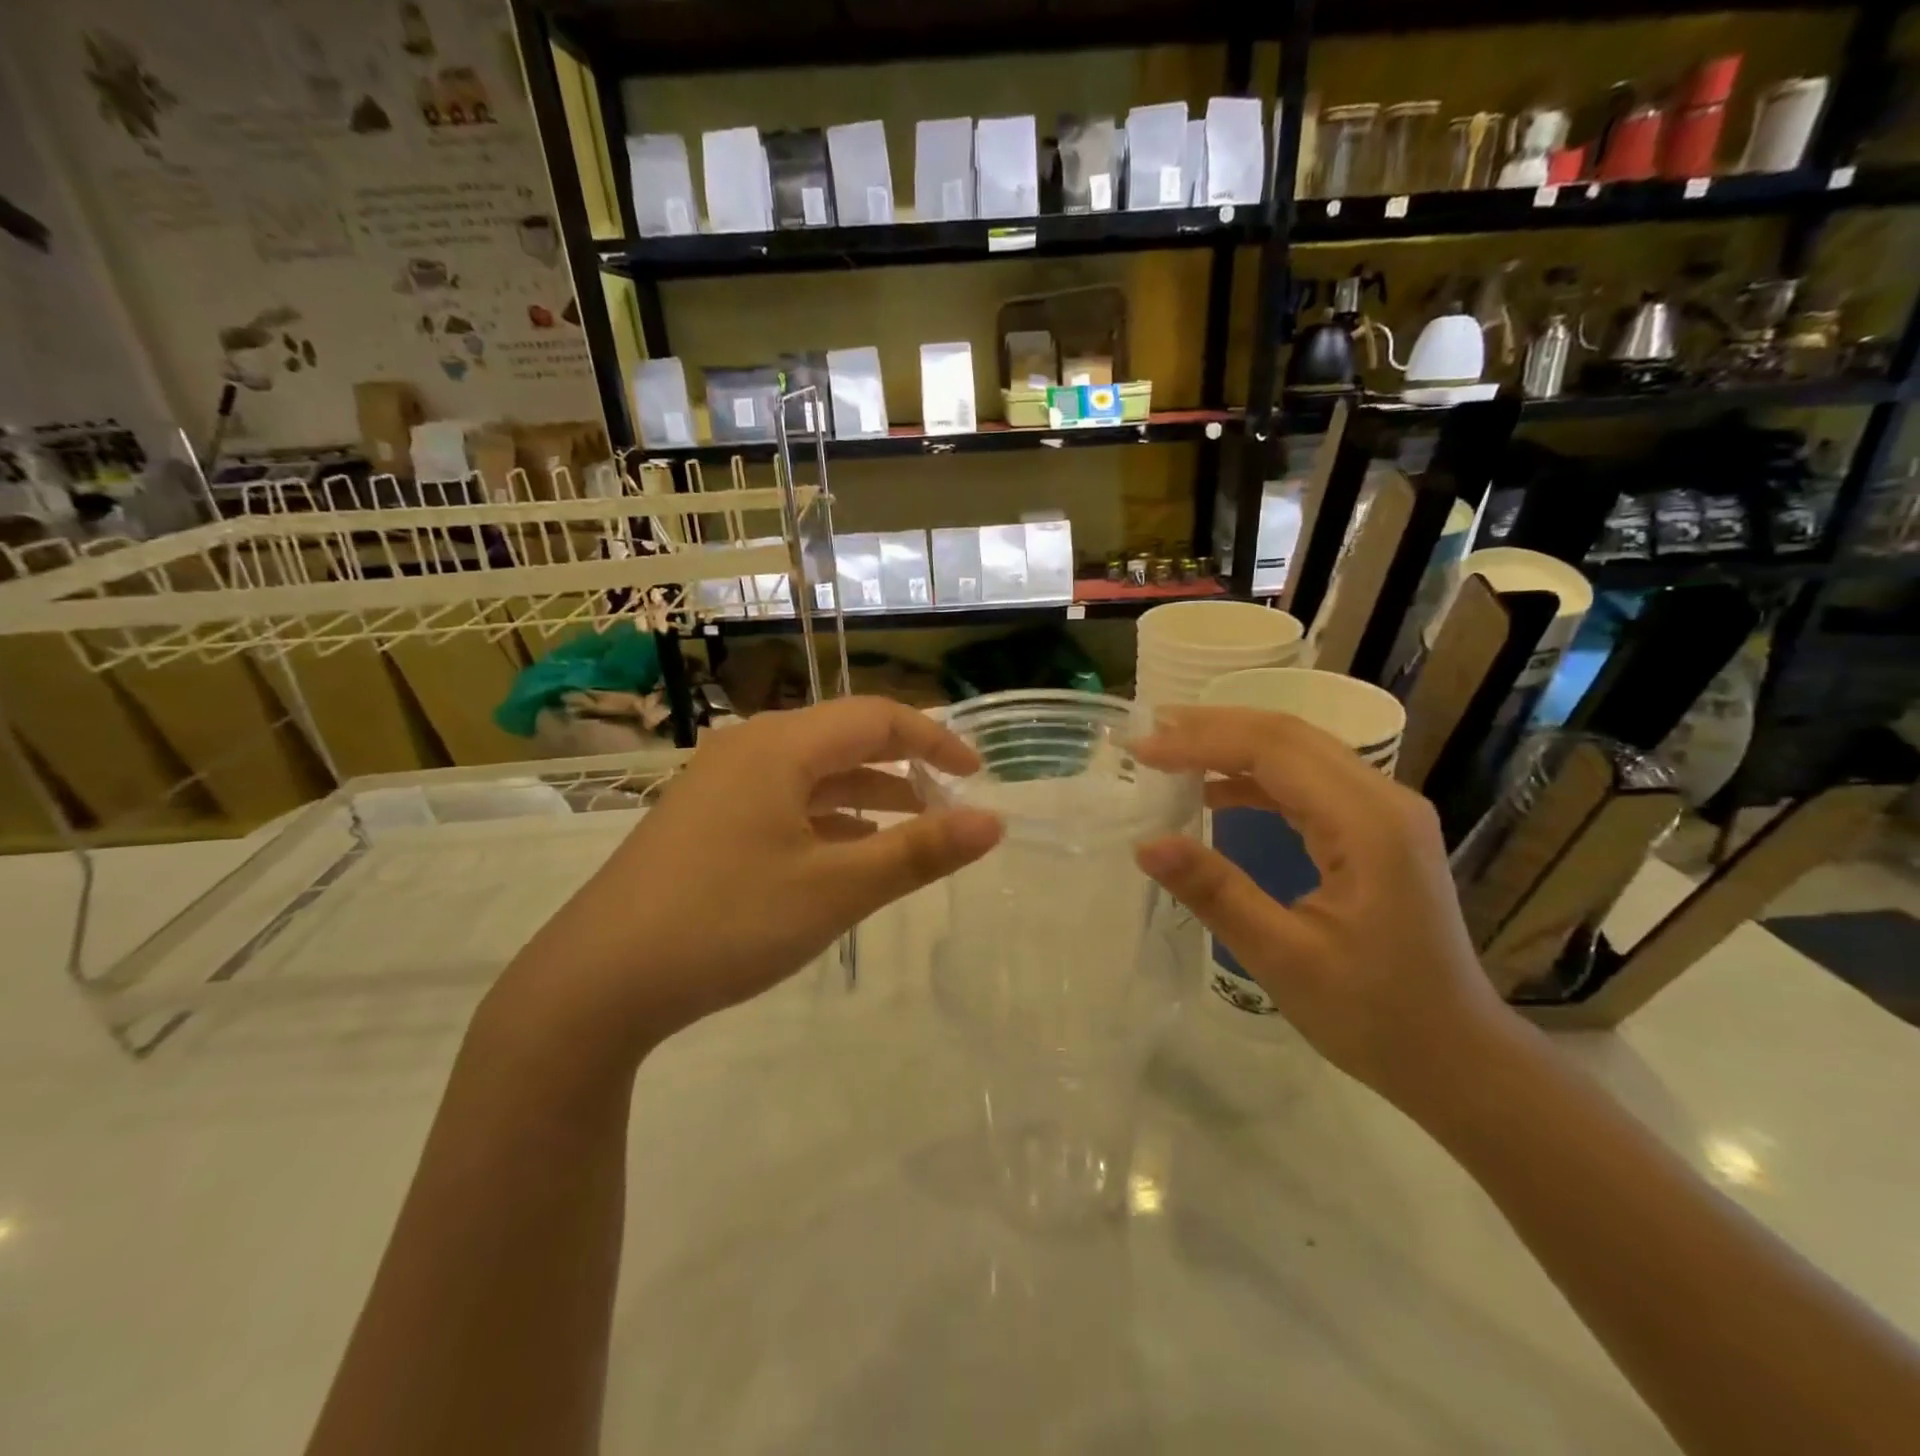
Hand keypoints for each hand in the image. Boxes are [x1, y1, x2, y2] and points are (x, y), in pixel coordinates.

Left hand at [499, 697, 1002, 1052]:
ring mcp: (719, 784)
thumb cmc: (727, 921)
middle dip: (903, 766)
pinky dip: (826, 818)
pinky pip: (783, 801)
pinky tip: (845, 854)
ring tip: (911, 830)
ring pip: (812, 774)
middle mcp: (749, 748)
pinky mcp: (703, 820)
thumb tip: (993, 822)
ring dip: (866, 795)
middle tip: (949, 804)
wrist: (597, 981)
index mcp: (781, 746)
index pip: (876, 718)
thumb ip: (919, 851)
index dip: (934, 740)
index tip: (977, 776)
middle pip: (844, 739)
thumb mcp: (836, 889)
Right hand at [1132, 706, 1509, 1106]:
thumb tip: (1147, 844)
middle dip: (1213, 727)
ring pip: (1298, 752)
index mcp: (1368, 824)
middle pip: (1289, 735)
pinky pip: (1308, 783)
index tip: (1142, 749)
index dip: (1202, 741)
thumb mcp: (1284, 958)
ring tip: (1170, 749)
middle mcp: (1383, 800)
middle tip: (1149, 729)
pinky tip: (1215, 792)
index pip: (1274, 750)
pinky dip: (1256, 778)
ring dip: (1233, 745)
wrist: (1456, 1057)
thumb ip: (1216, 893)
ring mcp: (1385, 813)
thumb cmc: (1375, 1016)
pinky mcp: (1376, 831)